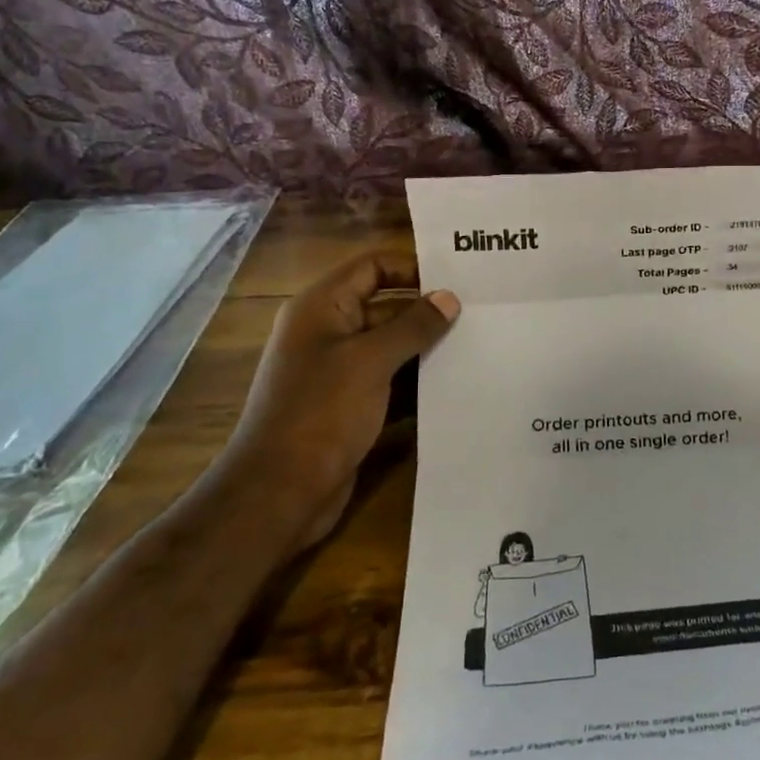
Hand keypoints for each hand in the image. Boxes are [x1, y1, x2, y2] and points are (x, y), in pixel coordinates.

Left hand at [216, 250, 458, 548]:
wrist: (280, 492)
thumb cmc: (322, 412)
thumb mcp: (371, 361)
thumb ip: (413, 326)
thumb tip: (449, 298)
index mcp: (322, 308)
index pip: (372, 267)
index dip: (412, 267)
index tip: (457, 279)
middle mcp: (328, 333)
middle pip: (386, 306)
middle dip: (428, 311)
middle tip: (479, 314)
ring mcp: (339, 372)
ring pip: (392, 347)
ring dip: (428, 348)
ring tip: (478, 346)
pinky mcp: (350, 406)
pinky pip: (391, 381)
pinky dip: (418, 382)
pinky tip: (456, 384)